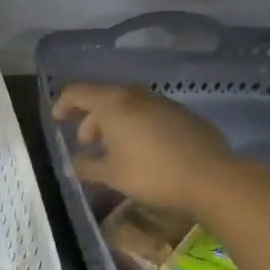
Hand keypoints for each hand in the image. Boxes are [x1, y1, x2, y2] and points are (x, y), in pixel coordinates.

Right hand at [51, 83, 236, 213]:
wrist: (211, 177)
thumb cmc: (152, 173)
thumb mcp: (112, 175)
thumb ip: (88, 167)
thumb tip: (74, 165)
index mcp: (113, 104)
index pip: (78, 92)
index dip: (63, 103)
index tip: (58, 119)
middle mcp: (136, 95)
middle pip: (104, 97)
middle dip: (91, 118)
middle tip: (87, 144)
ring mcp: (163, 102)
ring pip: (129, 105)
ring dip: (115, 123)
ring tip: (115, 150)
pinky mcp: (184, 114)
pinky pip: (150, 114)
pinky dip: (138, 126)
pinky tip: (144, 151)